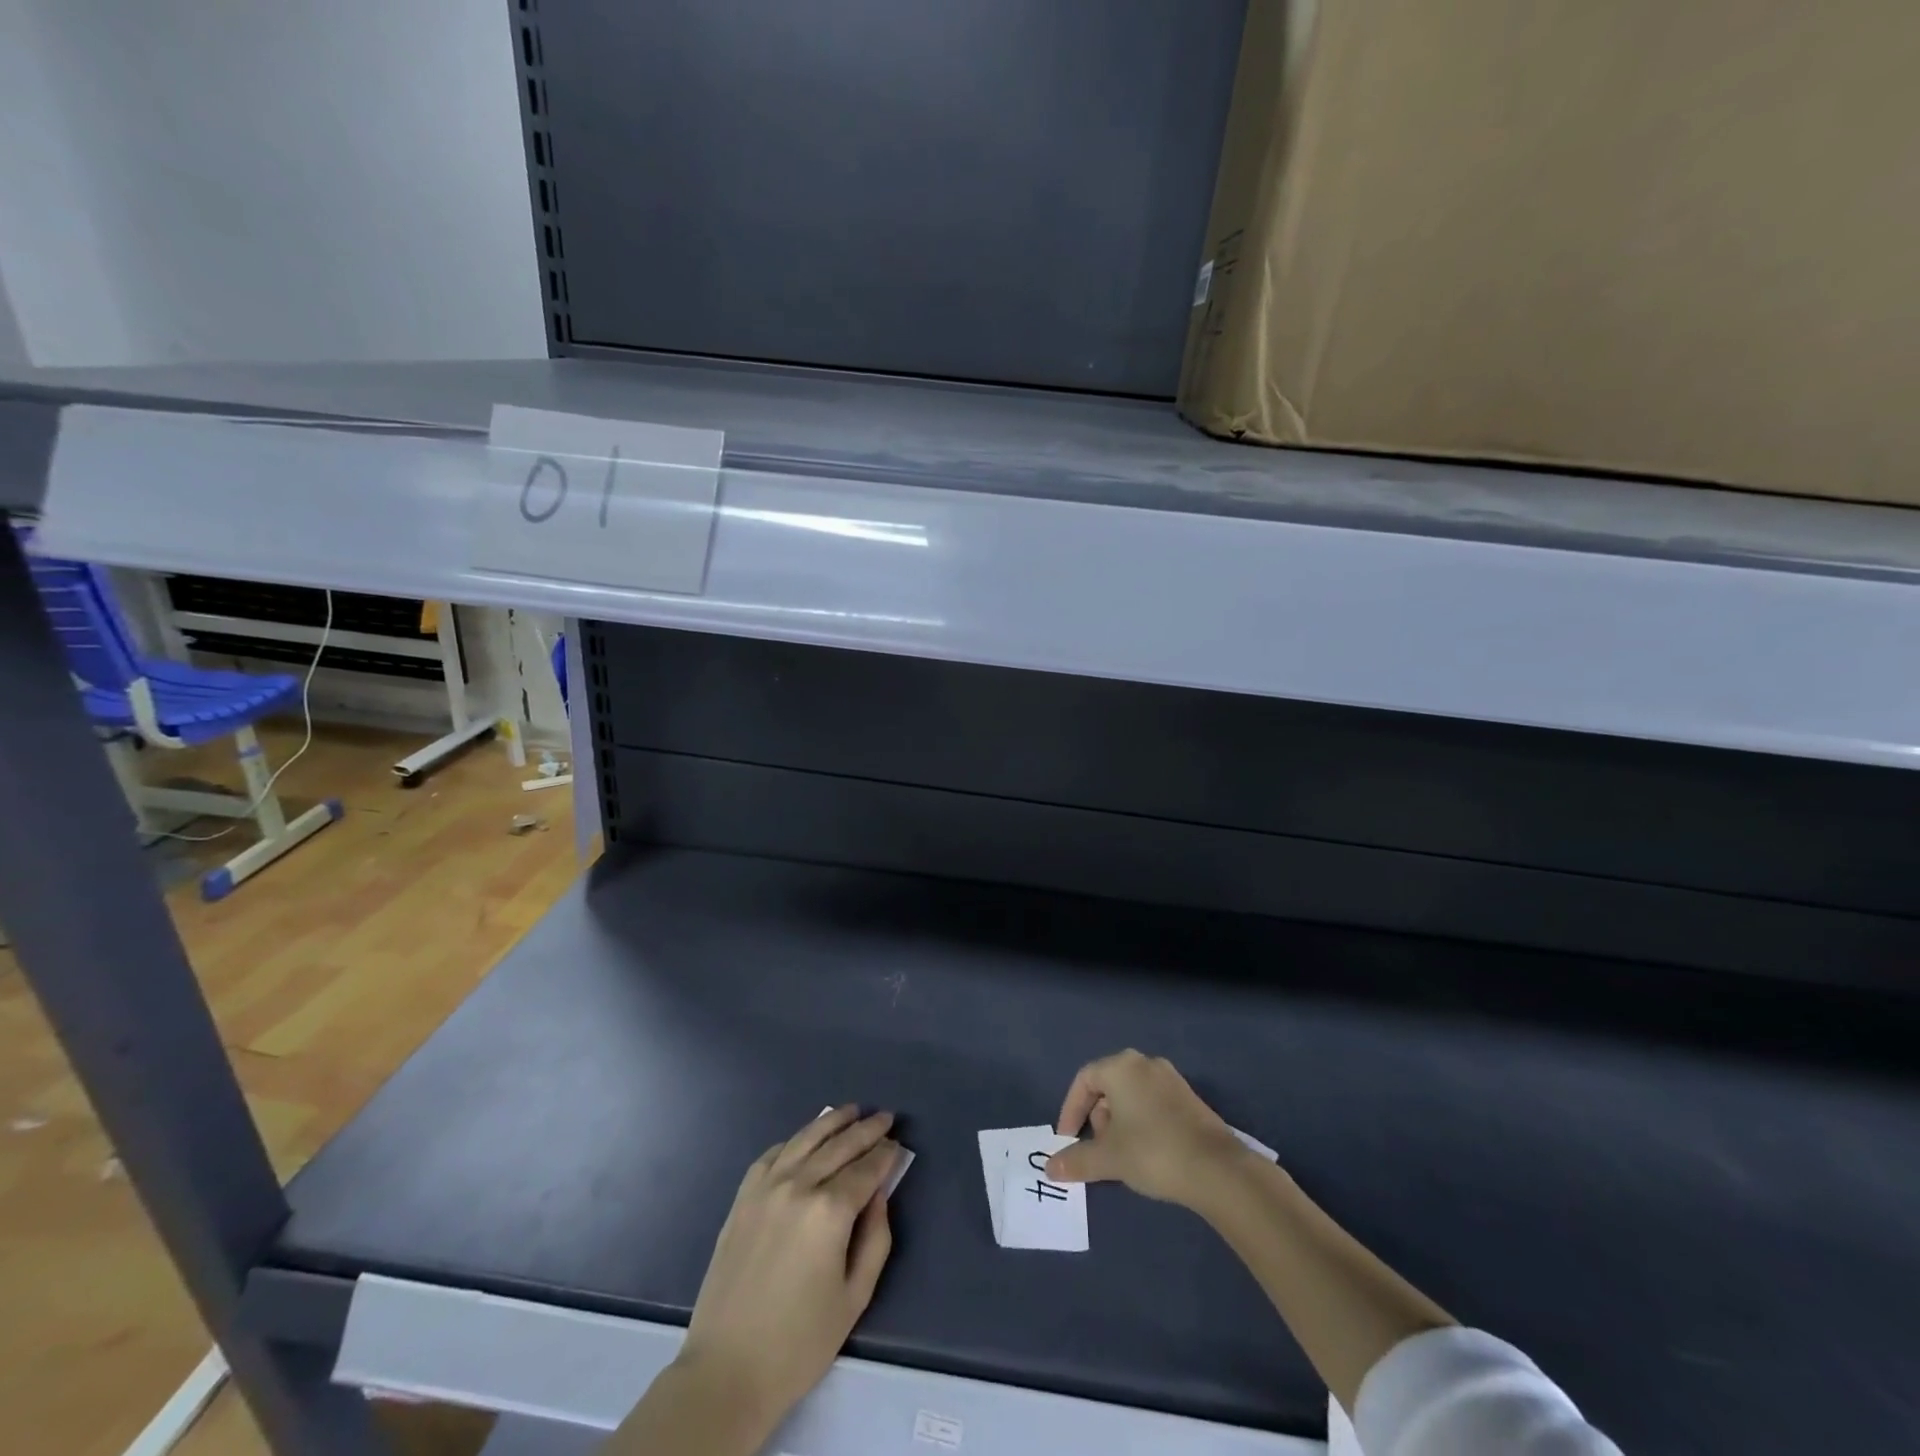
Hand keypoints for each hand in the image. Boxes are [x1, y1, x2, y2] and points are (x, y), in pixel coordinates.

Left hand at [674, 1107, 901, 1437]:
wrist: (726, 1370)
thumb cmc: (799, 1342)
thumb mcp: (855, 1298)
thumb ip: (876, 1239)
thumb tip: (879, 1195)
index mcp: (830, 1211)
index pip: (867, 1168)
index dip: (885, 1153)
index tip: (898, 1143)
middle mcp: (799, 1185)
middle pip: (840, 1144)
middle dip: (866, 1129)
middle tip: (885, 1117)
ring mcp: (766, 1187)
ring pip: (806, 1138)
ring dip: (832, 1121)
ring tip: (851, 1110)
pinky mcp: (743, 1197)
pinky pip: (773, 1154)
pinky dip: (795, 1140)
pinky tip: (806, 1139)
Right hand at [1045, 1049, 1246, 1204]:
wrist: (1216, 1169)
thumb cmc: (1152, 1151)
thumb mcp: (1108, 1158)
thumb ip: (1076, 1160)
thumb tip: (1049, 1169)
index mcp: (1121, 1066)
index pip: (1084, 1080)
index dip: (1071, 1110)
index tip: (1068, 1139)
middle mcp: (1145, 1063)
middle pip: (1108, 1085)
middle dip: (1096, 1117)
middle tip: (1097, 1149)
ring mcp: (1171, 1079)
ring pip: (1131, 1095)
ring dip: (1118, 1122)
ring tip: (1120, 1155)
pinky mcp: (1189, 1099)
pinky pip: (1152, 1103)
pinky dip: (1140, 1123)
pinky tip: (1146, 1153)